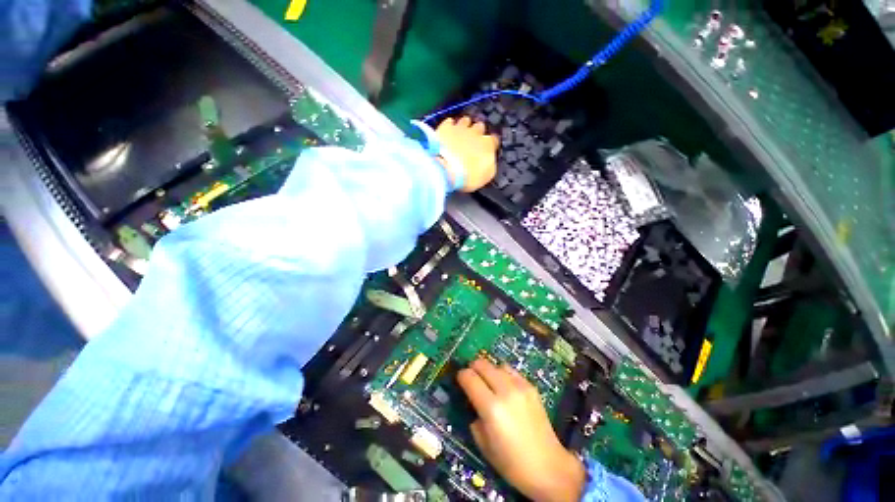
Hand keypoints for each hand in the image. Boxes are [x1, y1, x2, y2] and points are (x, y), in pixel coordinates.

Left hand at [435, 117, 498, 191]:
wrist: (447, 171)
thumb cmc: (469, 176)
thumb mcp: (486, 175)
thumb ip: (490, 164)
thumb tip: (488, 160)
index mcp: (488, 145)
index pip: (494, 140)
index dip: (490, 144)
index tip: (488, 149)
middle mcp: (476, 133)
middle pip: (480, 127)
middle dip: (478, 132)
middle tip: (473, 141)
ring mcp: (460, 128)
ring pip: (466, 121)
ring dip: (465, 126)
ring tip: (461, 134)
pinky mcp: (446, 128)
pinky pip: (449, 122)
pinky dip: (450, 125)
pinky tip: (448, 131)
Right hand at [457, 359, 585, 501]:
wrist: (548, 467)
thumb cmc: (511, 462)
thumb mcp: (483, 444)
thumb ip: (474, 417)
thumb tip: (472, 402)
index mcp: (491, 407)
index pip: (469, 378)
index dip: (461, 376)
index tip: (459, 380)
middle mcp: (505, 390)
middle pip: (482, 364)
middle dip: (473, 368)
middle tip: (471, 378)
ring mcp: (520, 386)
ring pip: (497, 364)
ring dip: (489, 370)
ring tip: (489, 382)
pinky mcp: (531, 387)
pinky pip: (512, 371)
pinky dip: (503, 374)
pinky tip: (505, 386)